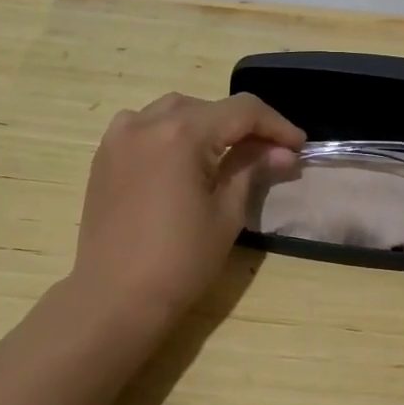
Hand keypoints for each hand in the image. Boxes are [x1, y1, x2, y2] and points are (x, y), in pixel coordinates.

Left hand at [71, 92, 303, 325]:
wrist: (114, 297)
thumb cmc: (179, 261)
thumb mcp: (226, 214)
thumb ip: (252, 169)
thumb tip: (282, 151)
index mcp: (182, 134)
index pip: (242, 111)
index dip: (276, 125)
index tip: (299, 145)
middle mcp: (146, 122)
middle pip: (208, 107)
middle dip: (243, 125)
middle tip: (269, 153)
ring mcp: (119, 137)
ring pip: (174, 110)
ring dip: (206, 123)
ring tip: (227, 151)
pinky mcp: (104, 155)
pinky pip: (143, 125)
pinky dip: (170, 130)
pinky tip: (183, 156)